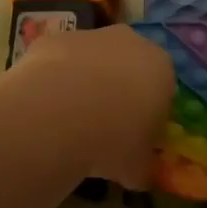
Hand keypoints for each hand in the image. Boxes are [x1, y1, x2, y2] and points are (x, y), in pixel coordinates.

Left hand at [0, 24, 173, 186]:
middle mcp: (130, 42)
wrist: (59, 113)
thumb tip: (137, 171)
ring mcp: (91, 36)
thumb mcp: (137, 166)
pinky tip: (44, 107)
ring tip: (68, 120)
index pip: (162, 88)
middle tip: (103, 126)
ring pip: (93, 59)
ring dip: (85, 81)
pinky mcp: (55, 38)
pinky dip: (55, 79)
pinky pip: (60, 60)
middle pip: (128, 65)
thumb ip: (141, 164)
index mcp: (161, 68)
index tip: (134, 136)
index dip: (148, 112)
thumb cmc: (113, 140)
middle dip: (118, 89)